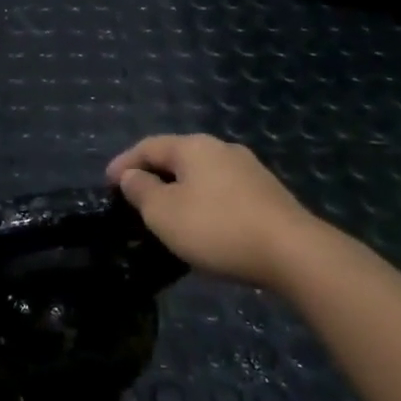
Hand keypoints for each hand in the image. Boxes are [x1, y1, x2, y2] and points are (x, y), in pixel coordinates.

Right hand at [106, 134, 317, 286]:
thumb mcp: (164, 213)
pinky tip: (203, 224)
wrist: (295, 254)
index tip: (106, 183)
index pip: (147, 146)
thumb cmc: (217, 228)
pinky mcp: (269, 195)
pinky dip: (204, 203)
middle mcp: (221, 148)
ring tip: (166, 214)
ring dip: (180, 190)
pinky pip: (223, 192)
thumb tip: (131, 176)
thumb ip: (141, 190)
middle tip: (134, 198)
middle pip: (176, 157)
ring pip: (202, 175)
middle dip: (153, 175)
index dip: (123, 163)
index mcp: (192, 146)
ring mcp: (250, 170)